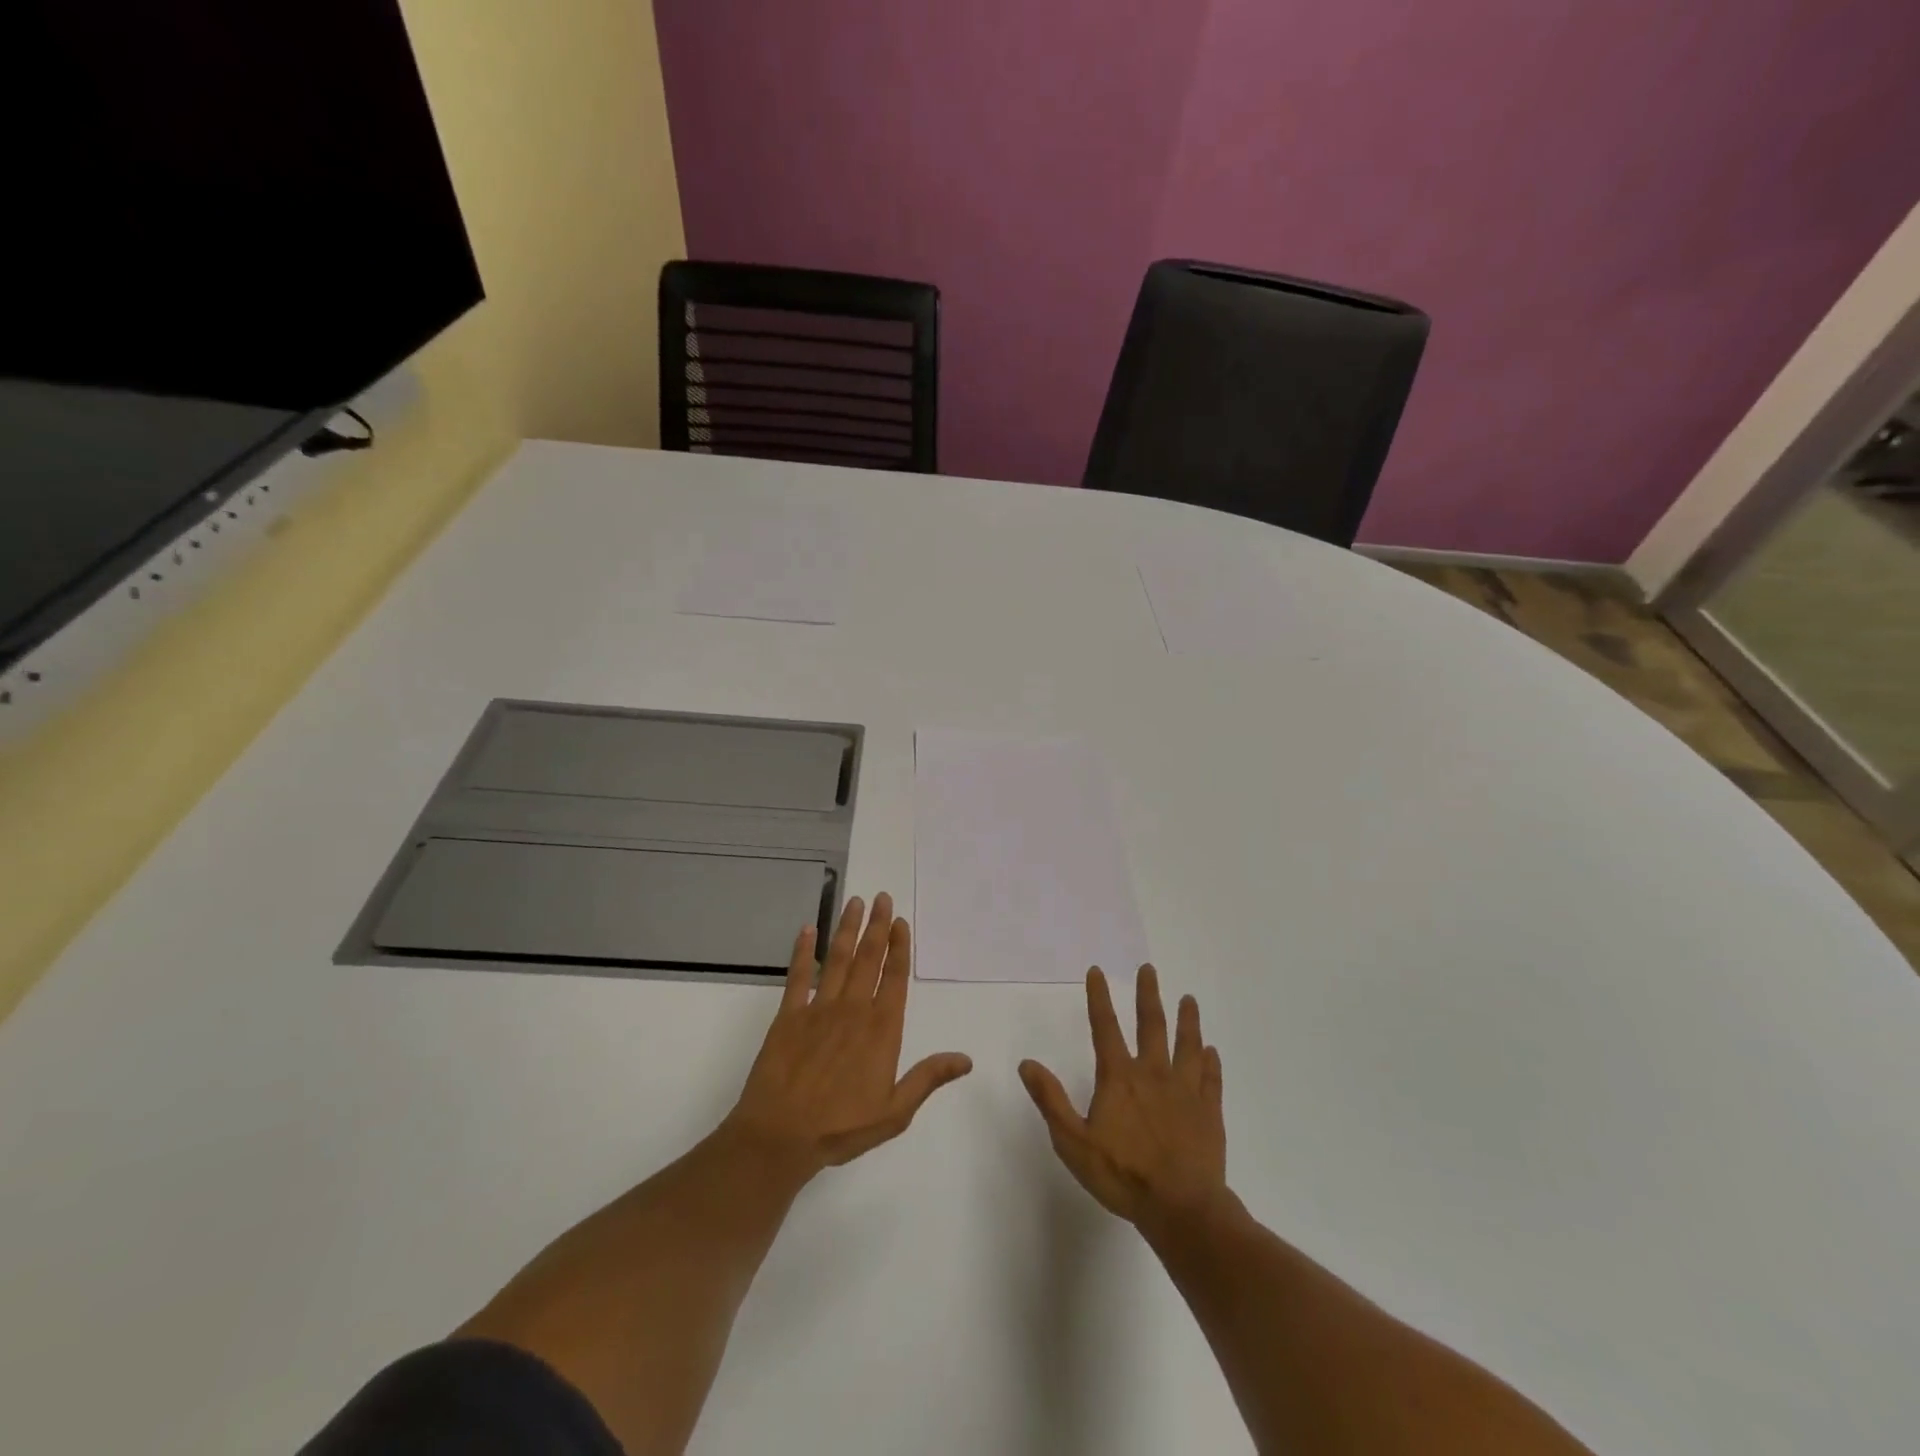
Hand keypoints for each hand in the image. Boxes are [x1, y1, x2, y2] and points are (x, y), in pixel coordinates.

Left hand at [724, 893, 972, 1176]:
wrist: (780, 1136)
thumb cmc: (841, 1127)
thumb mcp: (895, 1112)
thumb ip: (928, 1078)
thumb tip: (966, 1059)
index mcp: (881, 1029)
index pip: (894, 977)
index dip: (899, 947)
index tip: (901, 922)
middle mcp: (853, 1009)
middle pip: (868, 958)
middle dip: (877, 926)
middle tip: (882, 897)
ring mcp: (819, 1009)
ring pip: (837, 958)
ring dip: (847, 928)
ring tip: (855, 902)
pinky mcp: (789, 1015)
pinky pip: (798, 976)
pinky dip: (802, 951)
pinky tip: (806, 930)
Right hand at [1019, 965, 1226, 1226]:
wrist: (1181, 1208)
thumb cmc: (1122, 1175)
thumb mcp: (1073, 1142)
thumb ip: (1050, 1100)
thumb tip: (1027, 1063)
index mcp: (1119, 1078)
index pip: (1105, 1027)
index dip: (1099, 997)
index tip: (1098, 971)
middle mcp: (1153, 1074)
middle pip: (1151, 1025)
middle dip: (1148, 995)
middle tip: (1149, 969)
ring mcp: (1185, 1091)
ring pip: (1187, 1045)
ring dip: (1187, 1020)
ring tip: (1188, 999)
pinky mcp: (1208, 1112)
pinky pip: (1210, 1079)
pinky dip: (1210, 1062)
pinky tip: (1211, 1051)